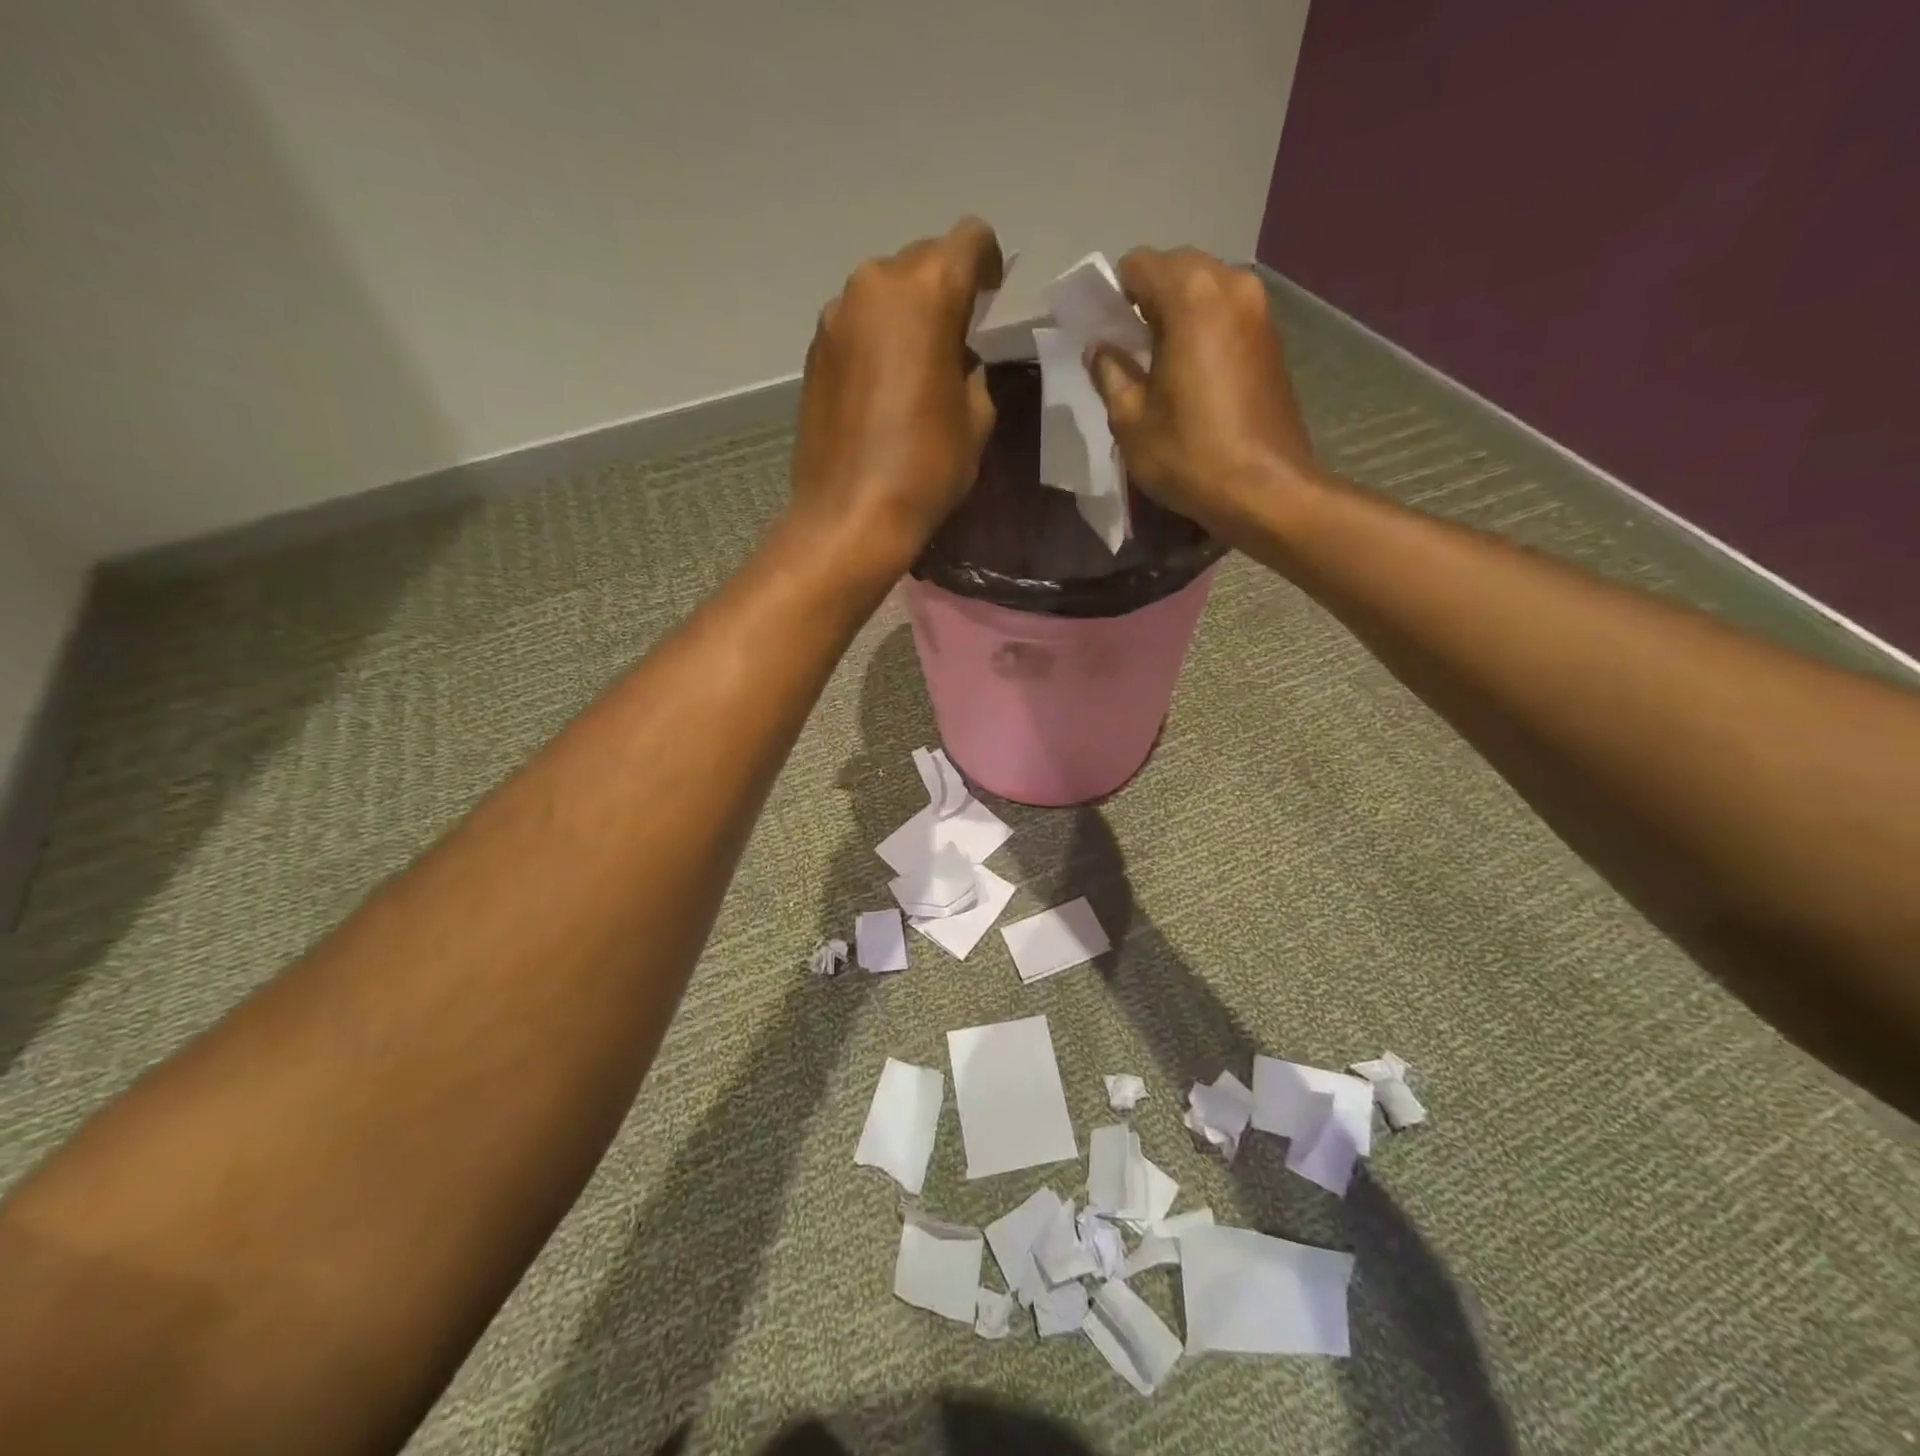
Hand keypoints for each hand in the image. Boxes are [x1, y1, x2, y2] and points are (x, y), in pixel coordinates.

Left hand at [786, 218, 1003, 572]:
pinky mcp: (814, 350)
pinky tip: (883, 389)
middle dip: (945, 290)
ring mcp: (835, 316)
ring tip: (917, 368)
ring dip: (906, 316)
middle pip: (921, 261)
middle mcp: (874, 285)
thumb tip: (958, 358)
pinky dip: (876, 340)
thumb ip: (973, 369)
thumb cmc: (925, 468)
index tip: (992, 302)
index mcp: (926, 291)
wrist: (849, 516)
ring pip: (884, 293)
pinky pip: (857, 325)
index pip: (970, 240)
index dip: (989, 266)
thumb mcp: (976, 419)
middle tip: (957, 340)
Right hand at [1085, 248, 1318, 545]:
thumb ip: (1109, 373)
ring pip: (1203, 290)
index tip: (1104, 334)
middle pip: (1175, 269)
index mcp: (1191, 296)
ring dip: (1175, 316)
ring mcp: (1259, 309)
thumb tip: (1101, 349)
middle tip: (1129, 353)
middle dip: (1145, 302)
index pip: (1138, 265)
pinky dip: (1202, 331)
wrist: (1265, 490)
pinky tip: (1190, 376)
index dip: (1113, 296)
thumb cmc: (1190, 455)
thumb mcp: (1130, 420)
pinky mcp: (1272, 338)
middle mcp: (1231, 285)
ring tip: (1159, 367)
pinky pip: (1225, 315)